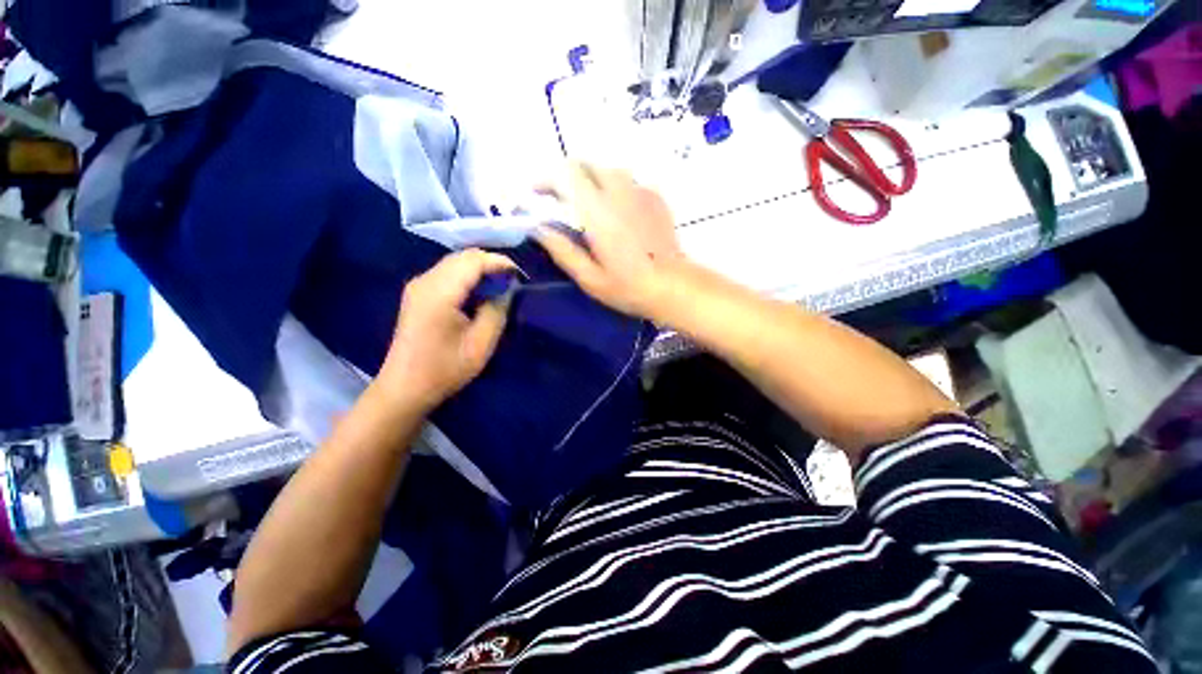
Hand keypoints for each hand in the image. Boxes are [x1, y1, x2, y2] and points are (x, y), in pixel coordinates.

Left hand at [375, 249, 516, 412]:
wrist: (405, 387)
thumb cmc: (445, 369)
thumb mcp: (481, 344)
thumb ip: (497, 310)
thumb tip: (507, 288)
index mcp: (440, 293)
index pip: (474, 261)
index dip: (500, 263)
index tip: (521, 276)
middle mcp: (425, 281)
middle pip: (464, 256)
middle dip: (492, 263)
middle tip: (513, 282)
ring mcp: (419, 285)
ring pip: (456, 262)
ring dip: (481, 269)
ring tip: (500, 287)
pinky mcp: (418, 292)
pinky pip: (448, 272)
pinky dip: (469, 276)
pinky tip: (480, 293)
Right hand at [535, 162, 685, 318]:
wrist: (673, 287)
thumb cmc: (629, 288)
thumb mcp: (589, 278)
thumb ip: (562, 250)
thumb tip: (538, 228)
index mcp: (598, 212)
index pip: (566, 175)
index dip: (547, 179)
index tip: (537, 194)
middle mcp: (619, 192)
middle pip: (587, 165)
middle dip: (567, 176)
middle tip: (560, 199)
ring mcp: (640, 192)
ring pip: (608, 171)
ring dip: (591, 180)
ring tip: (587, 205)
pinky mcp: (655, 198)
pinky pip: (629, 182)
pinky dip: (614, 189)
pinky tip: (616, 211)